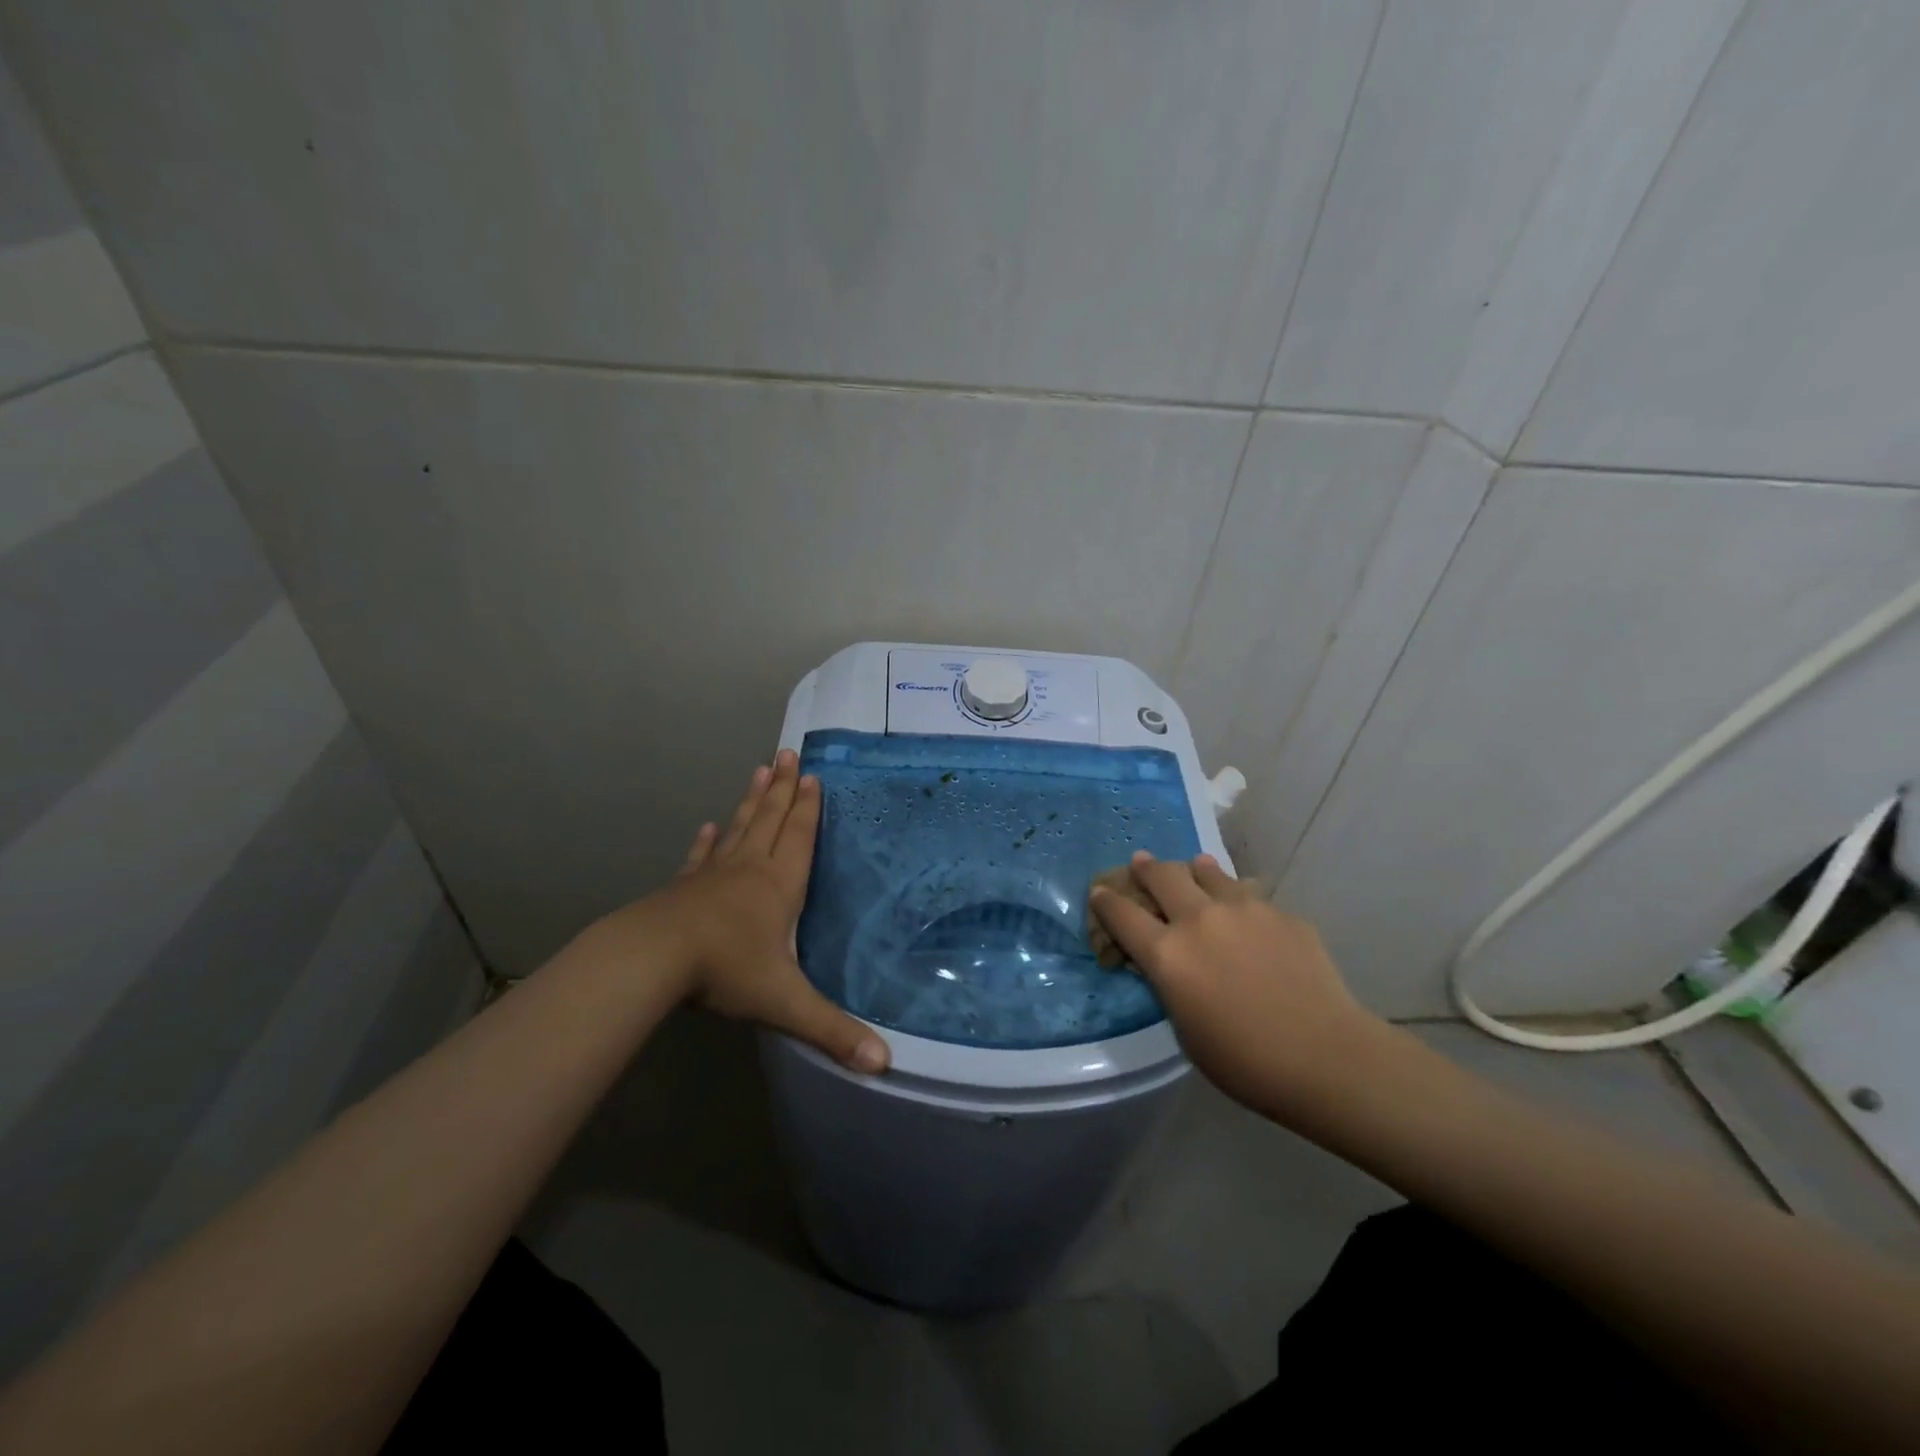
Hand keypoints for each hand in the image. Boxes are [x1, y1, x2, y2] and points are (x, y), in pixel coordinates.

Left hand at [615, 750, 889, 1073]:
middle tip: (787, 753)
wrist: (653, 960)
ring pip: (740, 828)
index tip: (812, 775)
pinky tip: (709, 826)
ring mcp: (713, 875)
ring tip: (759, 770)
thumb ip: (833, 1031)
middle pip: (771, 820)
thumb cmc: (726, 970)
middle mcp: (750, 870)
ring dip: (752, 800)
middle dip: (783, 788)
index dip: (808, 808)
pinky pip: (702, 857)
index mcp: (779, 886)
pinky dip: (708, 840)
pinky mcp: (684, 888)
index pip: (800, 838)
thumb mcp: (785, 1003)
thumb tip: (885, 1064)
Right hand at [1089, 851, 1383, 1121]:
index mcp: (1167, 954)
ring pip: (1208, 872)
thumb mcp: (1185, 1030)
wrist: (1326, 1057)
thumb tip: (1166, 961)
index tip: (1099, 892)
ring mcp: (1243, 910)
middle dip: (1145, 868)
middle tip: (1141, 863)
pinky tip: (1248, 915)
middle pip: (1162, 876)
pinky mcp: (1280, 913)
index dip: (1105, 901)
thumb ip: (1170, 985)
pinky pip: (1250, 895)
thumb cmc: (1244, 1061)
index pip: (1121, 914)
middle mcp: (1199, 920)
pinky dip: (1238, 898)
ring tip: (1194, 869)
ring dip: (1194, 870)